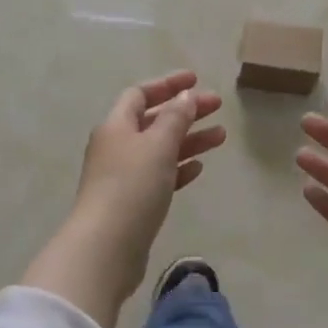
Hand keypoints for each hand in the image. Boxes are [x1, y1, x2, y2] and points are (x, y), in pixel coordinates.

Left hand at [22, 71, 226, 327]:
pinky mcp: (132, 203)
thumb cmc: (131, 187)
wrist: (106, 247)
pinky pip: (158, 176)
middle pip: (153, 120)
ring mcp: (123, 176)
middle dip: (185, 112)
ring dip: (188, 140)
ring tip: (221, 137)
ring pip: (160, 149)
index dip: (167, 84)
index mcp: (116, 125)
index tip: (195, 80)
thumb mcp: (158, 145)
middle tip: (218, 107)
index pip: (140, 93)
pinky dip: (178, 168)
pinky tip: (198, 168)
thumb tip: (185, 95)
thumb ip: (175, 118)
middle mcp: (116, 146)